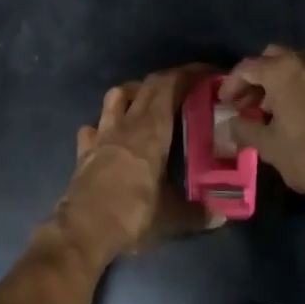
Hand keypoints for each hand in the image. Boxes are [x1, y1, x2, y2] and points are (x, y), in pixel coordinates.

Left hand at [54, 65, 222, 265]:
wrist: (83, 230)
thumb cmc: (133, 214)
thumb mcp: (172, 217)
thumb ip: (199, 213)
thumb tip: (221, 215)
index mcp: (152, 129)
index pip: (170, 86)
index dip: (189, 74)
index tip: (207, 73)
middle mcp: (126, 123)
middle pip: (147, 85)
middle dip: (168, 80)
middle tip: (187, 87)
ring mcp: (101, 134)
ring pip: (116, 95)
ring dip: (134, 92)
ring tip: (148, 102)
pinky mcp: (84, 150)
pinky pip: (93, 126)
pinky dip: (104, 124)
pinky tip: (110, 135)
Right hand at [217, 46, 304, 205]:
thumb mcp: (269, 148)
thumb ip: (245, 129)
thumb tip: (231, 123)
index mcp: (282, 72)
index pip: (247, 67)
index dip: (231, 84)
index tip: (226, 103)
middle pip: (274, 57)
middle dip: (259, 78)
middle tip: (252, 105)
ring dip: (289, 77)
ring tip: (284, 104)